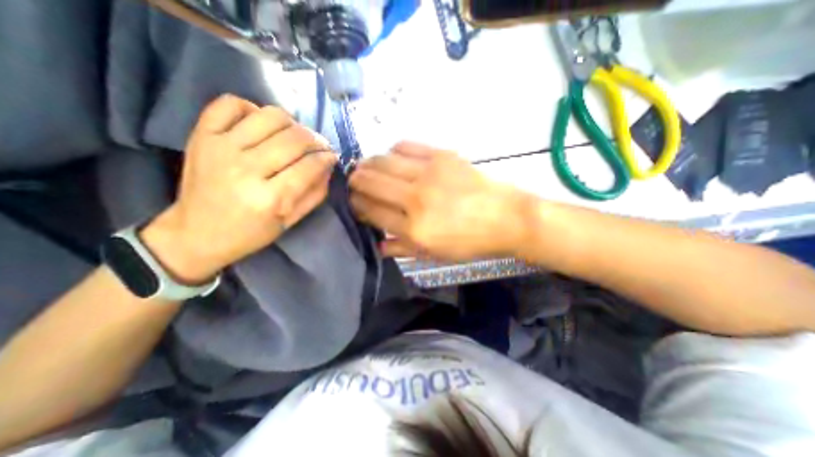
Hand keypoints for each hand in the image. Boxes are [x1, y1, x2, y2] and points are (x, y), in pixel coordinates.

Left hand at [141, 95, 335, 283]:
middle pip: (294, 138)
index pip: (309, 166)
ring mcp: (221, 148)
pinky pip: (230, 104)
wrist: (196, 233)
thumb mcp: (291, 222)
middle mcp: (246, 169)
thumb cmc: (250, 232)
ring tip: (295, 135)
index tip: (332, 158)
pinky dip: (251, 108)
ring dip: (292, 123)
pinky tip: (260, 124)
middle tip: (320, 147)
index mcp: (269, 198)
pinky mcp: (202, 135)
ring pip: (269, 116)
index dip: (327, 158)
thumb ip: (315, 195)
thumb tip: (328, 168)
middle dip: (316, 140)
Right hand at [348, 143, 529, 260]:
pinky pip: (406, 146)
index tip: (353, 202)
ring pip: (383, 161)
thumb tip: (378, 245)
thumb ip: (403, 249)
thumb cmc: (470, 242)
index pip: (372, 212)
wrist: (505, 218)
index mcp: (414, 229)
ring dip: (368, 163)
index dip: (357, 206)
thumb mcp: (435, 254)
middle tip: (352, 181)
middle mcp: (416, 199)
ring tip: (364, 166)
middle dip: (355, 181)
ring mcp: (429, 173)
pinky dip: (393, 150)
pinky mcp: (441, 156)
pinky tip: (392, 156)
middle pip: (371, 183)